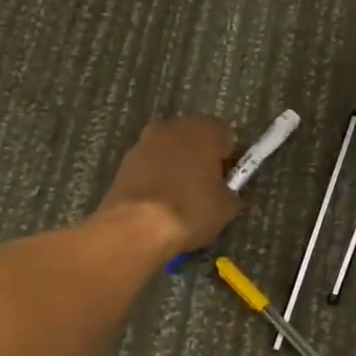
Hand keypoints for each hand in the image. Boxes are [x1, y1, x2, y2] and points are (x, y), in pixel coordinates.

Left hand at [95, 117, 243, 254]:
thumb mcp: (226, 208)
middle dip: (201, 159)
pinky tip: (159, 203)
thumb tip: (227, 194)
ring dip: (176, 167)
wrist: (136, 228)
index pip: (226, 136)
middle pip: (194, 140)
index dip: (228, 159)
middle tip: (205, 189)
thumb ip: (231, 193)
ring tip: (180, 199)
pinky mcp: (124, 162)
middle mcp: (173, 127)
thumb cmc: (190, 209)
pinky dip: (156, 179)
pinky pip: (150, 167)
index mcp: (204, 129)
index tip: (227, 182)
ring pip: (170, 152)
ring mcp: (144, 142)